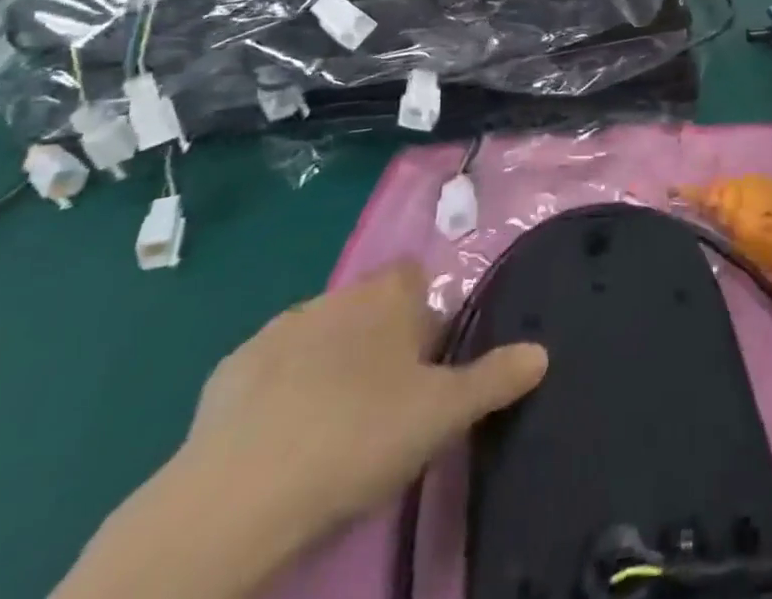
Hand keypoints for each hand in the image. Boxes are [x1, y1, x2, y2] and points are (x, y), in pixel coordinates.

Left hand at [175, 263, 546, 550]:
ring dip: (331, 362)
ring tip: (336, 424)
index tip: (430, 361)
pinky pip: (270, 370)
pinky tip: (282, 438)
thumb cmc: (359, 436)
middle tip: (389, 400)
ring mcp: (278, 329)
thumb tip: (542, 351)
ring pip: (320, 334)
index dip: (426, 312)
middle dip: (379, 339)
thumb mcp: (442, 414)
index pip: (415, 275)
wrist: (240, 496)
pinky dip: (281, 390)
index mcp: (387, 295)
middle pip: (368, 305)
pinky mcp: (230, 370)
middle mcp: (336, 295)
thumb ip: (494, 377)